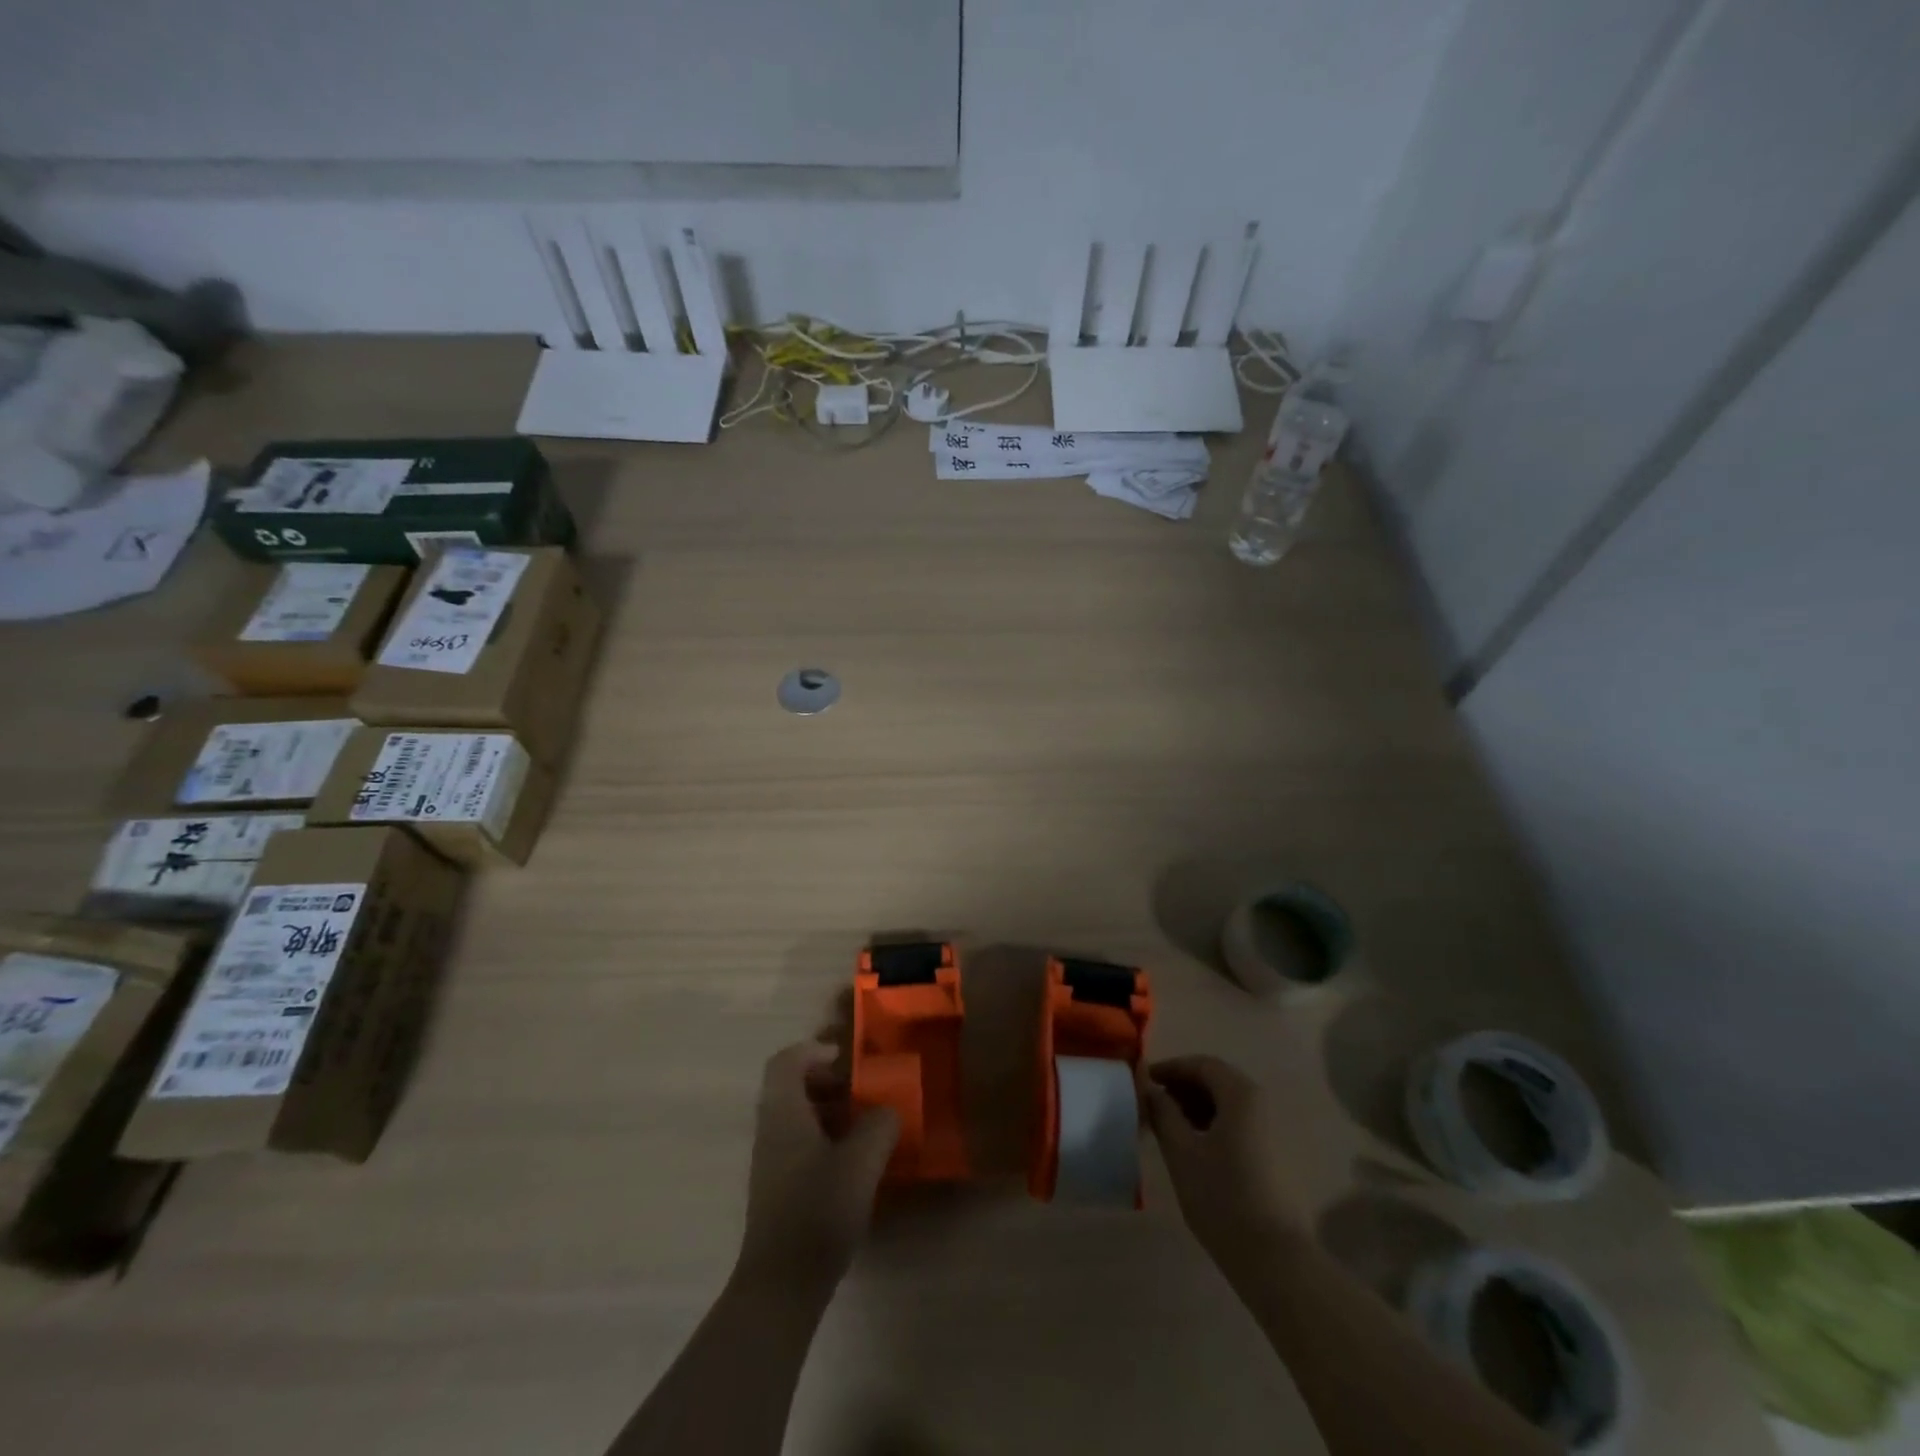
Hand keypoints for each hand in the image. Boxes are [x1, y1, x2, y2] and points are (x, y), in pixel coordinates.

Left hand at [734, 1040, 899, 1300]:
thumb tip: (886, 1111)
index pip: (786, 1061)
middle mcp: (770, 1130)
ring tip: (862, 1126)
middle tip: (859, 1091)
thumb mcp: (862, 1161)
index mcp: (783, 1113)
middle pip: (790, 1087)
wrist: (781, 1285)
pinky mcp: (776, 1189)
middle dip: (825, 1081)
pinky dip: (822, 1139)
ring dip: (827, 1111)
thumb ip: (880, 1124)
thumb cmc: (819, 1210)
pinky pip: (797, 1144)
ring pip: (794, 1117)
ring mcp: (770, 1162)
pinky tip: (851, 1163)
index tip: (845, 1059)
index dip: (814, 1050)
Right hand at [1141, 1055, 1303, 1272]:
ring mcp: (1273, 1131)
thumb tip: (1149, 1088)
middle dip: (1183, 1087)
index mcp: (1240, 1094)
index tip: (1144, 1082)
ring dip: (1197, 1107)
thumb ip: (1162, 1111)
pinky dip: (1214, 1125)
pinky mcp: (1277, 1157)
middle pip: (1217, 1081)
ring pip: (1229, 1105)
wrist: (1277, 1260)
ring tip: (1170, 1127)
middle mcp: (1262, 1104)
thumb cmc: (1223, 1197)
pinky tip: (1196, 1149)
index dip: (1170, 1068)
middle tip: (1154, 1104)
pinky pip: (1240, 1125)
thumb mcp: (1181, 1151)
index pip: (1201, 1064)